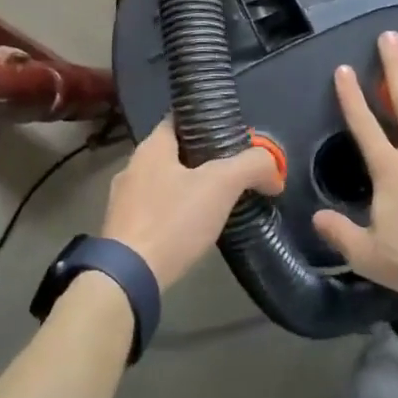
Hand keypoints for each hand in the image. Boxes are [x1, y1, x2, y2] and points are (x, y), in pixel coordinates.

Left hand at [101, 116, 283, 290]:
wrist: (128, 278)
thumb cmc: (172, 220)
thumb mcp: (221, 185)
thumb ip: (252, 167)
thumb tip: (274, 170)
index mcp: (151, 147)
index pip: (179, 120)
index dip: (206, 123)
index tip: (232, 137)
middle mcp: (133, 166)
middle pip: (173, 152)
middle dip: (202, 160)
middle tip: (233, 172)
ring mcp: (124, 200)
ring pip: (164, 183)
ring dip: (188, 189)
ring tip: (217, 203)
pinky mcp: (124, 230)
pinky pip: (155, 211)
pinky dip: (174, 214)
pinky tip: (193, 230)